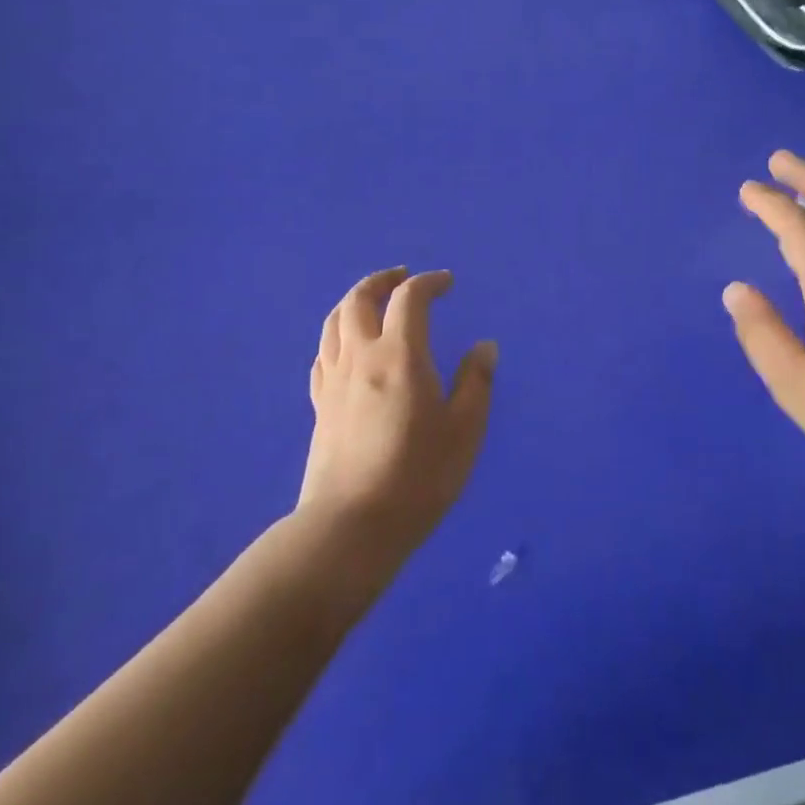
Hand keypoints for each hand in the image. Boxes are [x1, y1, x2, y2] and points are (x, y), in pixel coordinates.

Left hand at [299, 267, 495, 561]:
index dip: (429, 282)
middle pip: (360, 299)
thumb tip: (484, 346)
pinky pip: (324, 354)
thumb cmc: (418, 477)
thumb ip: (476, 383)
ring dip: (355, 301)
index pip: (410, 299)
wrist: (351, 527)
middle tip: (402, 277)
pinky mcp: (320, 406)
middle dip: (382, 280)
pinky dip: (338, 336)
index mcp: (400, 355)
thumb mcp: (464, 431)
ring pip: (334, 322)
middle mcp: (361, 356)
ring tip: (373, 302)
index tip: (447, 282)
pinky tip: (347, 348)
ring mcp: (334, 380)